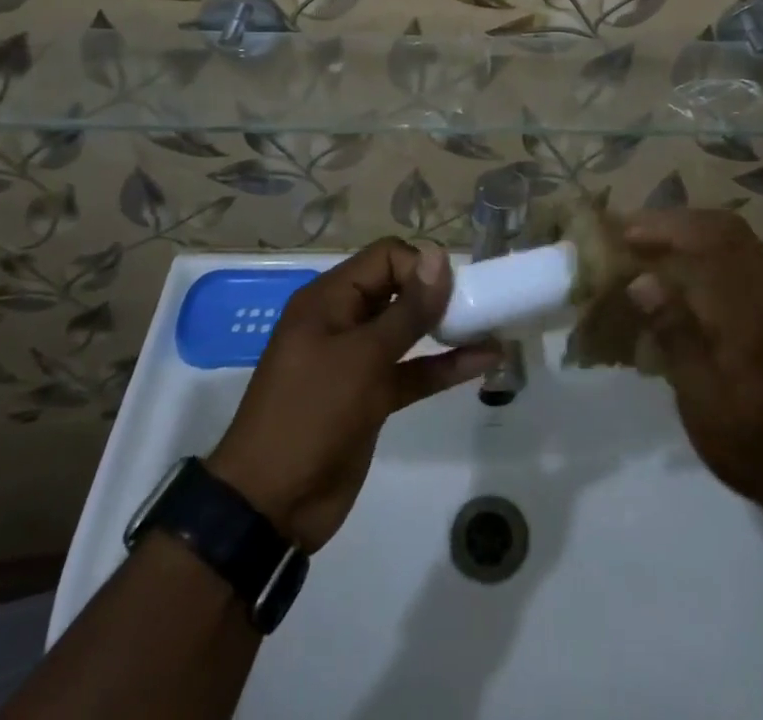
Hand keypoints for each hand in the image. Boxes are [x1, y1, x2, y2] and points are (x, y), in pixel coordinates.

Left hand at [205, 239, 498, 551]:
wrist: (270, 507)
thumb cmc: (311, 414)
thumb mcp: (362, 358)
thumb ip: (406, 310)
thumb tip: (439, 256)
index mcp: (329, 299)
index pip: (385, 258)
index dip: (420, 267)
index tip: (452, 291)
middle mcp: (344, 321)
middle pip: (399, 289)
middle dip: (438, 293)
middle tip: (477, 305)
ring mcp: (358, 361)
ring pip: (409, 331)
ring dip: (447, 328)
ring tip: (492, 324)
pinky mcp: (372, 398)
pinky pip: (413, 370)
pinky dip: (444, 365)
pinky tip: (484, 360)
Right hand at [625, 209, 762, 528]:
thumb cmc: (749, 442)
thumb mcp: (700, 399)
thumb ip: (674, 333)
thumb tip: (641, 281)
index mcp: (749, 314)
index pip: (708, 244)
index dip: (665, 229)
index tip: (627, 234)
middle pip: (726, 229)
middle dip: (678, 222)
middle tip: (637, 232)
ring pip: (738, 239)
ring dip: (695, 231)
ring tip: (655, 245)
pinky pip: (744, 258)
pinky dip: (711, 249)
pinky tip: (685, 271)